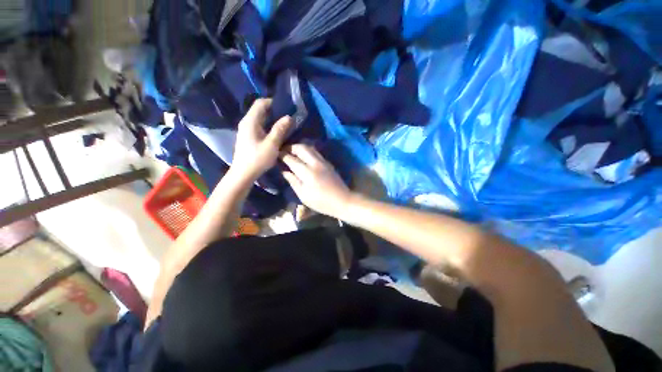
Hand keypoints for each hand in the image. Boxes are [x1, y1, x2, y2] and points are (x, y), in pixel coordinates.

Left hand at [229, 98, 292, 181]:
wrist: (243, 173)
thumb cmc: (257, 158)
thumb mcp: (272, 144)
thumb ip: (280, 129)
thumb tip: (289, 117)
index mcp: (250, 121)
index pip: (260, 103)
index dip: (273, 102)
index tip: (286, 107)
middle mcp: (246, 122)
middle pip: (260, 110)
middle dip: (274, 111)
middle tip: (288, 116)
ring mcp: (246, 130)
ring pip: (260, 119)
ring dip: (272, 119)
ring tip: (285, 124)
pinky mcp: (248, 137)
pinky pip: (259, 126)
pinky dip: (268, 126)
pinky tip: (277, 133)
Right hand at [281, 144, 353, 217]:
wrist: (342, 200)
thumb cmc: (321, 202)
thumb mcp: (304, 195)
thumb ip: (293, 181)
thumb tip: (284, 171)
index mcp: (307, 173)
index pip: (291, 159)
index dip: (282, 155)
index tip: (276, 154)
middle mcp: (315, 163)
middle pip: (301, 148)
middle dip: (291, 147)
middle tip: (284, 151)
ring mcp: (323, 162)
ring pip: (310, 148)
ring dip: (300, 147)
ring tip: (293, 153)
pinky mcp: (328, 163)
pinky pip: (316, 152)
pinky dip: (308, 151)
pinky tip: (304, 157)